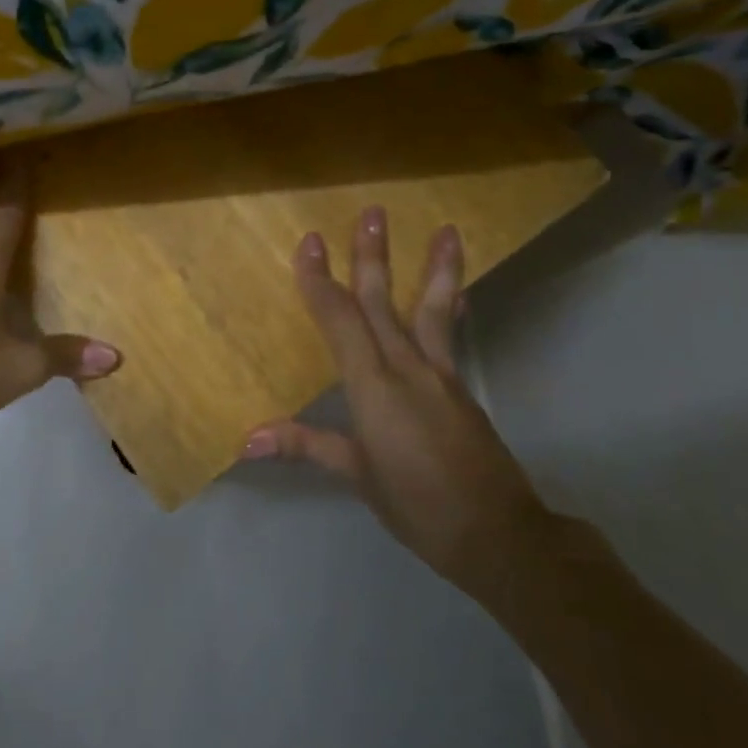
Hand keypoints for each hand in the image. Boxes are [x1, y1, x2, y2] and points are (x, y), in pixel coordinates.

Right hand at [241, 211, 549, 596]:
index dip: (320, 280)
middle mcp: (407, 368)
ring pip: (431, 310)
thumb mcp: (357, 475)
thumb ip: (306, 445)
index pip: (340, 320)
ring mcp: (440, 376)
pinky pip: (449, 337)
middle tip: (372, 212)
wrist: (499, 535)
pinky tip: (458, 294)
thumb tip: (248, 440)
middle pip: (382, 303)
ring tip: (448, 230)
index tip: (309, 243)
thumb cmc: (417, 505)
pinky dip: (450, 308)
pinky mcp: (461, 389)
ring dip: (435, 268)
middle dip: (372, 257)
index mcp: (373, 386)